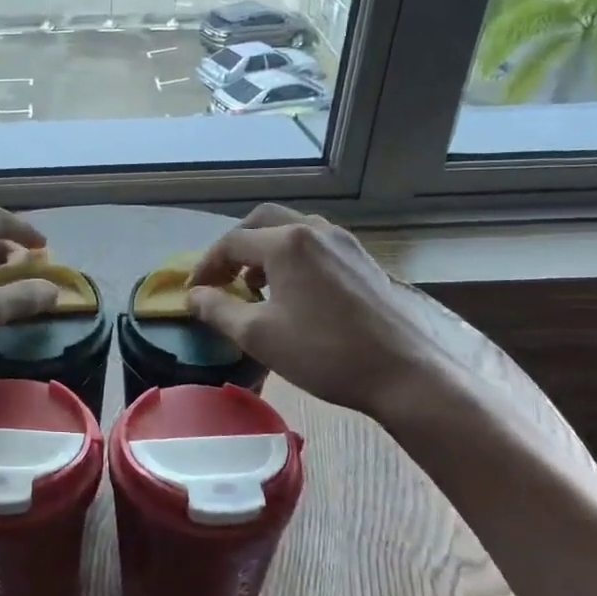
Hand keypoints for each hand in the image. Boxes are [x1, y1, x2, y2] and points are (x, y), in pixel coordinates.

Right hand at [187, 204, 444, 417]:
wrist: (404, 373)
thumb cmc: (323, 352)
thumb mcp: (258, 335)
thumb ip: (217, 310)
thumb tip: (192, 296)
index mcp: (287, 242)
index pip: (231, 242)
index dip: (206, 266)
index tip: (194, 293)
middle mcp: (315, 230)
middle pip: (262, 222)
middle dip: (235, 246)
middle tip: (221, 277)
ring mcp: (344, 243)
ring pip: (292, 230)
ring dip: (264, 249)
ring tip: (253, 284)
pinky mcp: (363, 260)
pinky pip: (316, 244)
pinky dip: (292, 256)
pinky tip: (292, 291)